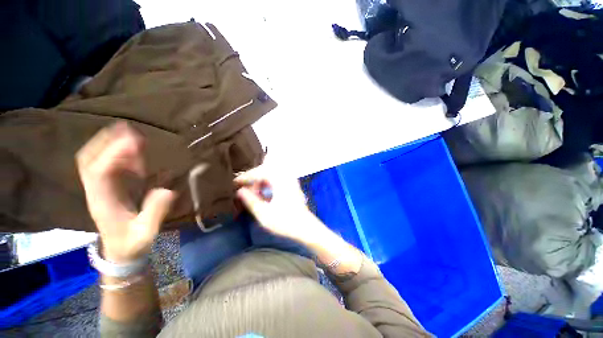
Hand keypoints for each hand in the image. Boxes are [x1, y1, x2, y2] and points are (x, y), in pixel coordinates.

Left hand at [76, 122, 175, 262]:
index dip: (114, 154)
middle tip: (126, 128)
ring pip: (95, 161)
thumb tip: (167, 189)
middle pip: (89, 161)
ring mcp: (101, 189)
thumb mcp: (146, 233)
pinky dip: (117, 155)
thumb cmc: (132, 243)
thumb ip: (155, 212)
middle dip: (104, 142)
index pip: (100, 172)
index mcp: (103, 202)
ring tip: (129, 133)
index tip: (134, 141)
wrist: (120, 252)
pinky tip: (132, 151)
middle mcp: (97, 191)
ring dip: (110, 145)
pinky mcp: (109, 189)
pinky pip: (108, 167)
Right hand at [234, 162, 318, 241]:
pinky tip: (264, 191)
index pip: (260, 171)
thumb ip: (250, 200)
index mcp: (279, 180)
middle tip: (244, 186)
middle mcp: (286, 176)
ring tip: (253, 189)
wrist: (305, 227)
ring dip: (261, 178)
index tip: (235, 183)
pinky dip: (269, 182)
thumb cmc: (284, 221)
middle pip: (266, 168)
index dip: (246, 176)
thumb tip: (240, 191)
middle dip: (254, 176)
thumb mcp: (263, 213)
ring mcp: (291, 180)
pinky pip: (278, 177)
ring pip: (272, 172)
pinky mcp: (293, 185)